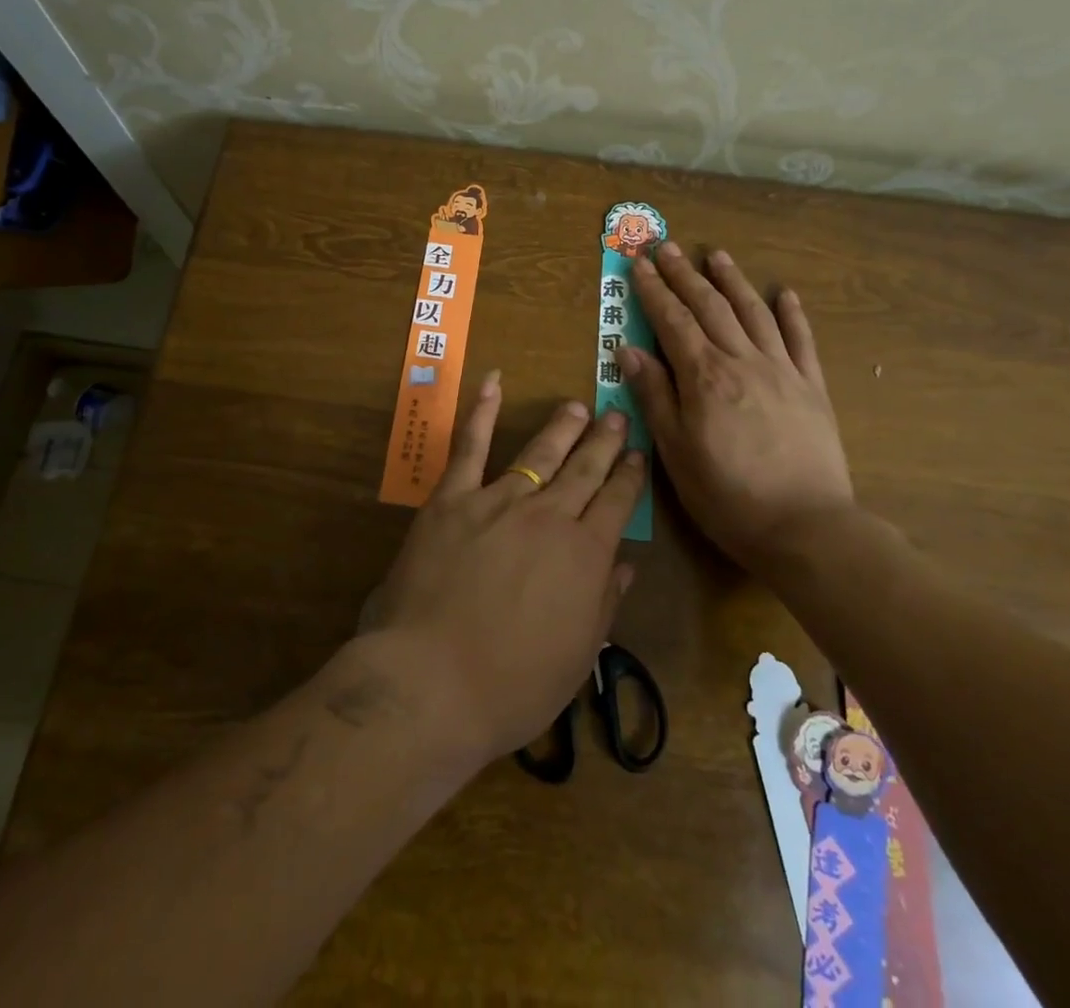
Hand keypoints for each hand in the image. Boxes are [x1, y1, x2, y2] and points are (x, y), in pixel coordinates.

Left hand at [371, 373, 641, 763]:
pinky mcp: (452, 499)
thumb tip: (625, 565)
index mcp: (585, 555)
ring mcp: (498, 501)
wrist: (431, 681)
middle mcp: (549, 517)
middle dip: (605, 442)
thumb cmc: (511, 686)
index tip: (639, 455)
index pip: (616, 503)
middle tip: (618, 416)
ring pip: (539, 453)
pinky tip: (493, 383)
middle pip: (585, 470)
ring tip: (578, 406)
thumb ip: (603, 604)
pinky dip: (482, 412)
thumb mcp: (576, 657)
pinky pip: (469, 447)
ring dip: (562, 427)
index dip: (630, 477)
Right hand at [623, 243, 852, 569]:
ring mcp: (782, 370)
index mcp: (705, 377)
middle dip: (685, 275)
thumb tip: (629, 350)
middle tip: (667, 247)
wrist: (806, 527)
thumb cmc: (728, 496)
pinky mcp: (812, 387)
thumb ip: (655, 396)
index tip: (640, 264)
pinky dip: (791, 313)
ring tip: (716, 254)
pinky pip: (801, 340)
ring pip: (753, 312)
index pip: (672, 321)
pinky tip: (784, 292)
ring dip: (732, 280)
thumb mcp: (676, 452)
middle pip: (710, 307)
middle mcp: (742, 361)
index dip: (654, 291)